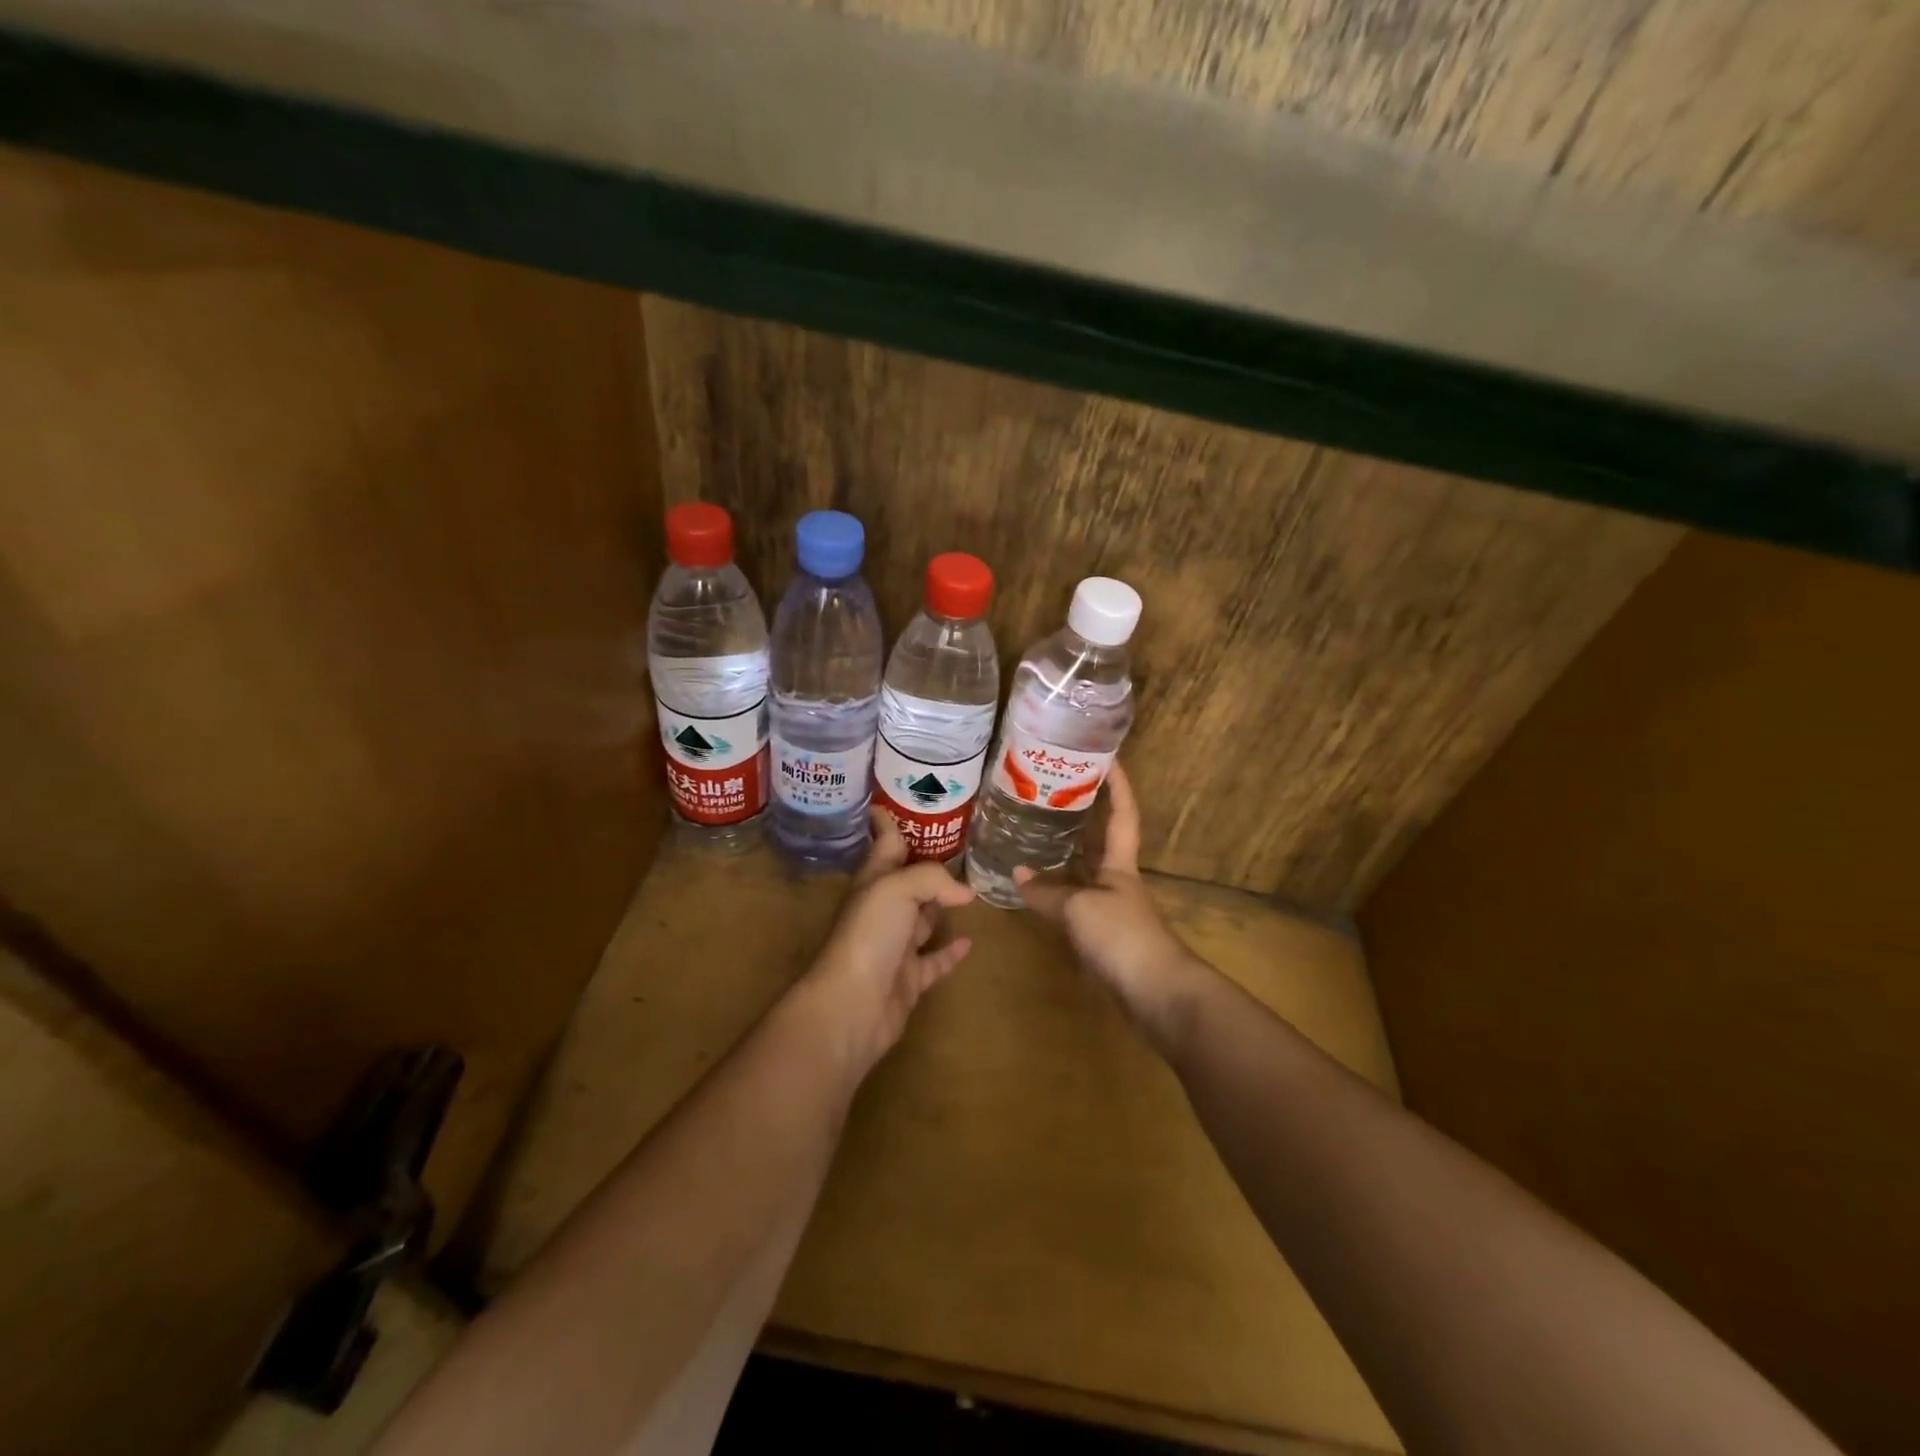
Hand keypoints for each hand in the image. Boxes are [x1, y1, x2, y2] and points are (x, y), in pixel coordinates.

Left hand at [805, 807, 975, 1073]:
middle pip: (907, 880)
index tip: (892, 801)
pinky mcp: (909, 979)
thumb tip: (965, 892)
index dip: (888, 822)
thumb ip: (933, 878)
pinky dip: (950, 951)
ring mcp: (895, 946)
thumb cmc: (870, 935)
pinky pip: (935, 960)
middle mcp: (883, 909)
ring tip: (972, 891)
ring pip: (922, 919)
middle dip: (926, 864)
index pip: (885, 843)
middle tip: (958, 847)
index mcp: (875, 881)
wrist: (852, 1004)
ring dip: (941, 906)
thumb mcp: (898, 888)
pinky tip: (969, 941)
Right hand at [1014, 762, 1204, 1047]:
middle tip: (1052, 790)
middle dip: (1086, 813)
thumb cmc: (1122, 936)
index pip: (1124, 813)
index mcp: (1121, 863)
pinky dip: (1056, 891)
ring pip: (1085, 869)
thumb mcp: (1079, 908)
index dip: (1118, 784)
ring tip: (1034, 831)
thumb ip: (1047, 892)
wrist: (1155, 993)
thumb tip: (1016, 873)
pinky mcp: (1103, 935)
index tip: (1106, 755)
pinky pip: (1075, 900)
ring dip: (1065, 851)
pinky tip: (1036, 890)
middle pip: (1103, 838)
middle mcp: (1118, 879)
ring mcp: (1111, 907)